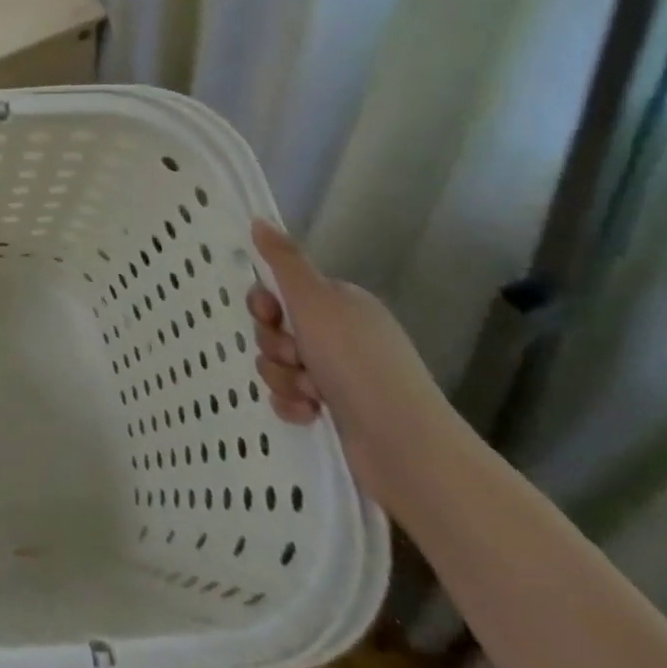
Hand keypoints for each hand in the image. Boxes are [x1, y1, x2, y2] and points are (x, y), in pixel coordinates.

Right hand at [246, 219, 456, 511]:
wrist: (406, 448)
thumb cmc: (357, 363)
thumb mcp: (315, 300)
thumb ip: (284, 260)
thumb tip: (260, 219)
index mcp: (341, 305)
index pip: (284, 291)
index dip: (267, 303)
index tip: (269, 315)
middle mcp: (342, 336)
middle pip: (276, 328)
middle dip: (274, 345)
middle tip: (295, 357)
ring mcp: (340, 376)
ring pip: (279, 363)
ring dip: (283, 377)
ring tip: (309, 393)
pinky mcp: (336, 412)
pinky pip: (290, 397)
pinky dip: (293, 405)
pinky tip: (309, 414)